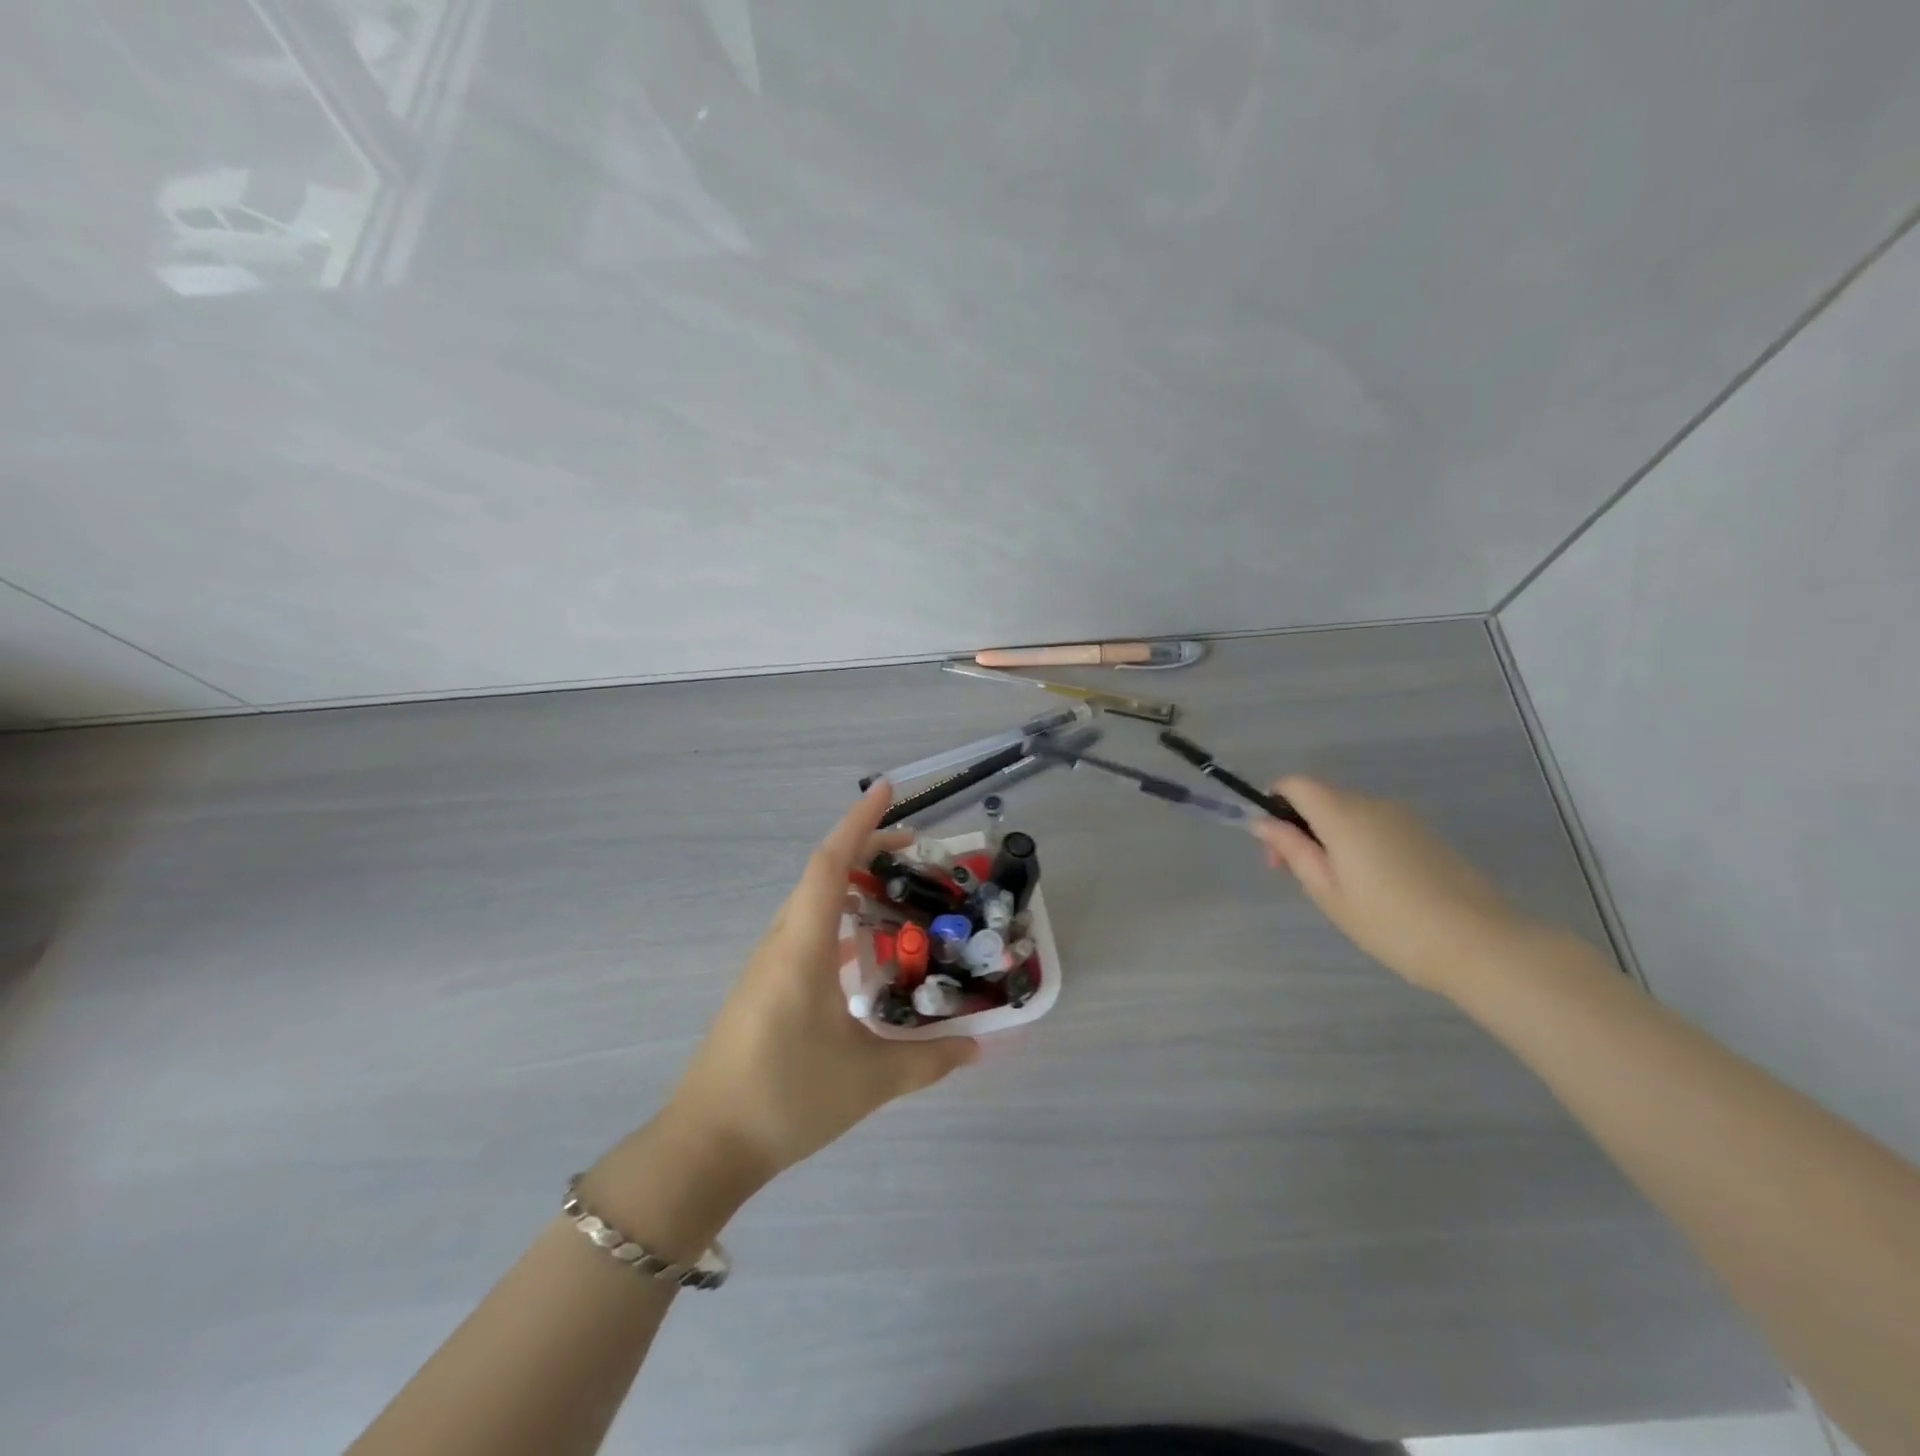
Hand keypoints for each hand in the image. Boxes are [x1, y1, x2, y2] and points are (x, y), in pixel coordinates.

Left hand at [656, 782, 979, 1187]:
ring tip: (896, 894)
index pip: (830, 864)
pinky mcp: (762, 988)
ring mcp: (766, 966)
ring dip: (850, 887)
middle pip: (821, 875)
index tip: (886, 790)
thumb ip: (928, 1060)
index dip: (859, 823)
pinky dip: (838, 922)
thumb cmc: (785, 1099)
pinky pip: (805, 934)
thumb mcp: (868, 1080)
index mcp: (802, 948)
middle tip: (914, 851)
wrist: (705, 1146)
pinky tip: (864, 953)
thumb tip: (978, 1047)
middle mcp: (781, 944)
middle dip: (865, 850)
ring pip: (811, 904)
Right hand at [1249, 776, 1535, 995]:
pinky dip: (1360, 843)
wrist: (1479, 944)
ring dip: (1331, 836)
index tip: (1275, 845)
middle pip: (1322, 797)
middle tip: (1297, 875)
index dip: (1275, 803)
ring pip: (1350, 813)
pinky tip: (1374, 886)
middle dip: (1300, 826)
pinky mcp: (1426, 834)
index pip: (1295, 784)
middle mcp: (1372, 804)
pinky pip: (1377, 826)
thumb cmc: (1390, 922)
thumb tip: (1262, 822)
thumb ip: (1292, 850)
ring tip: (1340, 888)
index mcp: (1342, 814)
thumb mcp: (1327, 891)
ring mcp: (1404, 817)